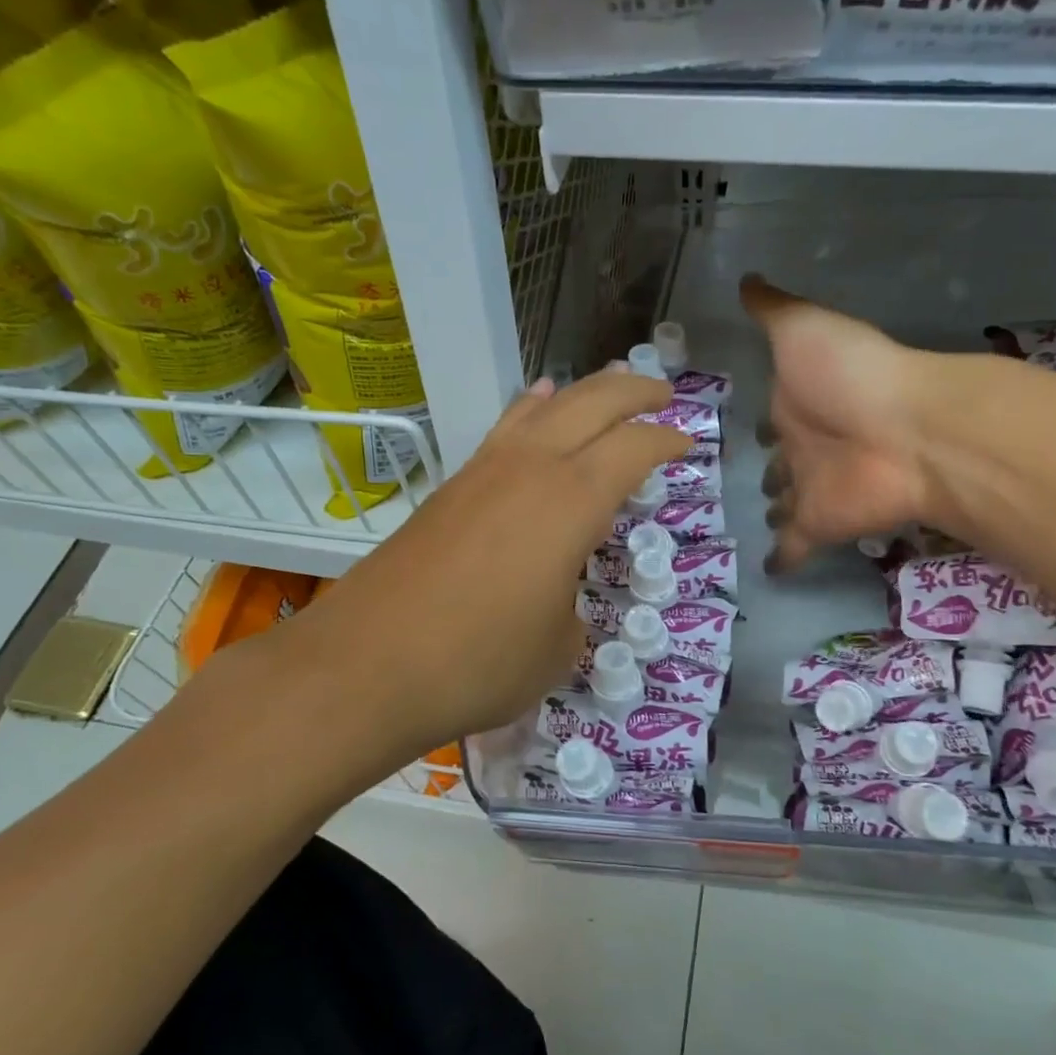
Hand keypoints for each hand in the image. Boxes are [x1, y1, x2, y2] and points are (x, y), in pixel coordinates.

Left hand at [279, 370, 689, 765]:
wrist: (368, 665)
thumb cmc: (480, 662)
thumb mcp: (556, 650)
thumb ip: (571, 613)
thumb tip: (557, 601)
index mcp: (572, 501)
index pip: (634, 448)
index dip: (667, 440)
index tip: (687, 443)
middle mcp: (529, 469)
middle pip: (591, 404)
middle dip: (633, 391)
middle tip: (662, 392)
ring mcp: (482, 472)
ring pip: (542, 407)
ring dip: (581, 393)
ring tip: (606, 389)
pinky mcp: (449, 488)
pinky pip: (504, 430)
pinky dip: (531, 412)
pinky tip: (534, 411)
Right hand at [743, 274, 947, 569]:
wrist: (903, 429)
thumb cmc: (849, 375)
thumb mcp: (802, 328)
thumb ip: (772, 310)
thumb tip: (745, 278)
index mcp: (799, 403)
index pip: (774, 417)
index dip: (765, 422)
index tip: (754, 429)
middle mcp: (806, 447)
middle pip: (784, 464)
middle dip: (775, 472)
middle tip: (763, 482)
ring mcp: (813, 488)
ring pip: (788, 503)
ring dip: (778, 509)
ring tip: (766, 516)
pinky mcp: (820, 524)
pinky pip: (793, 547)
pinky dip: (782, 559)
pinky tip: (769, 570)